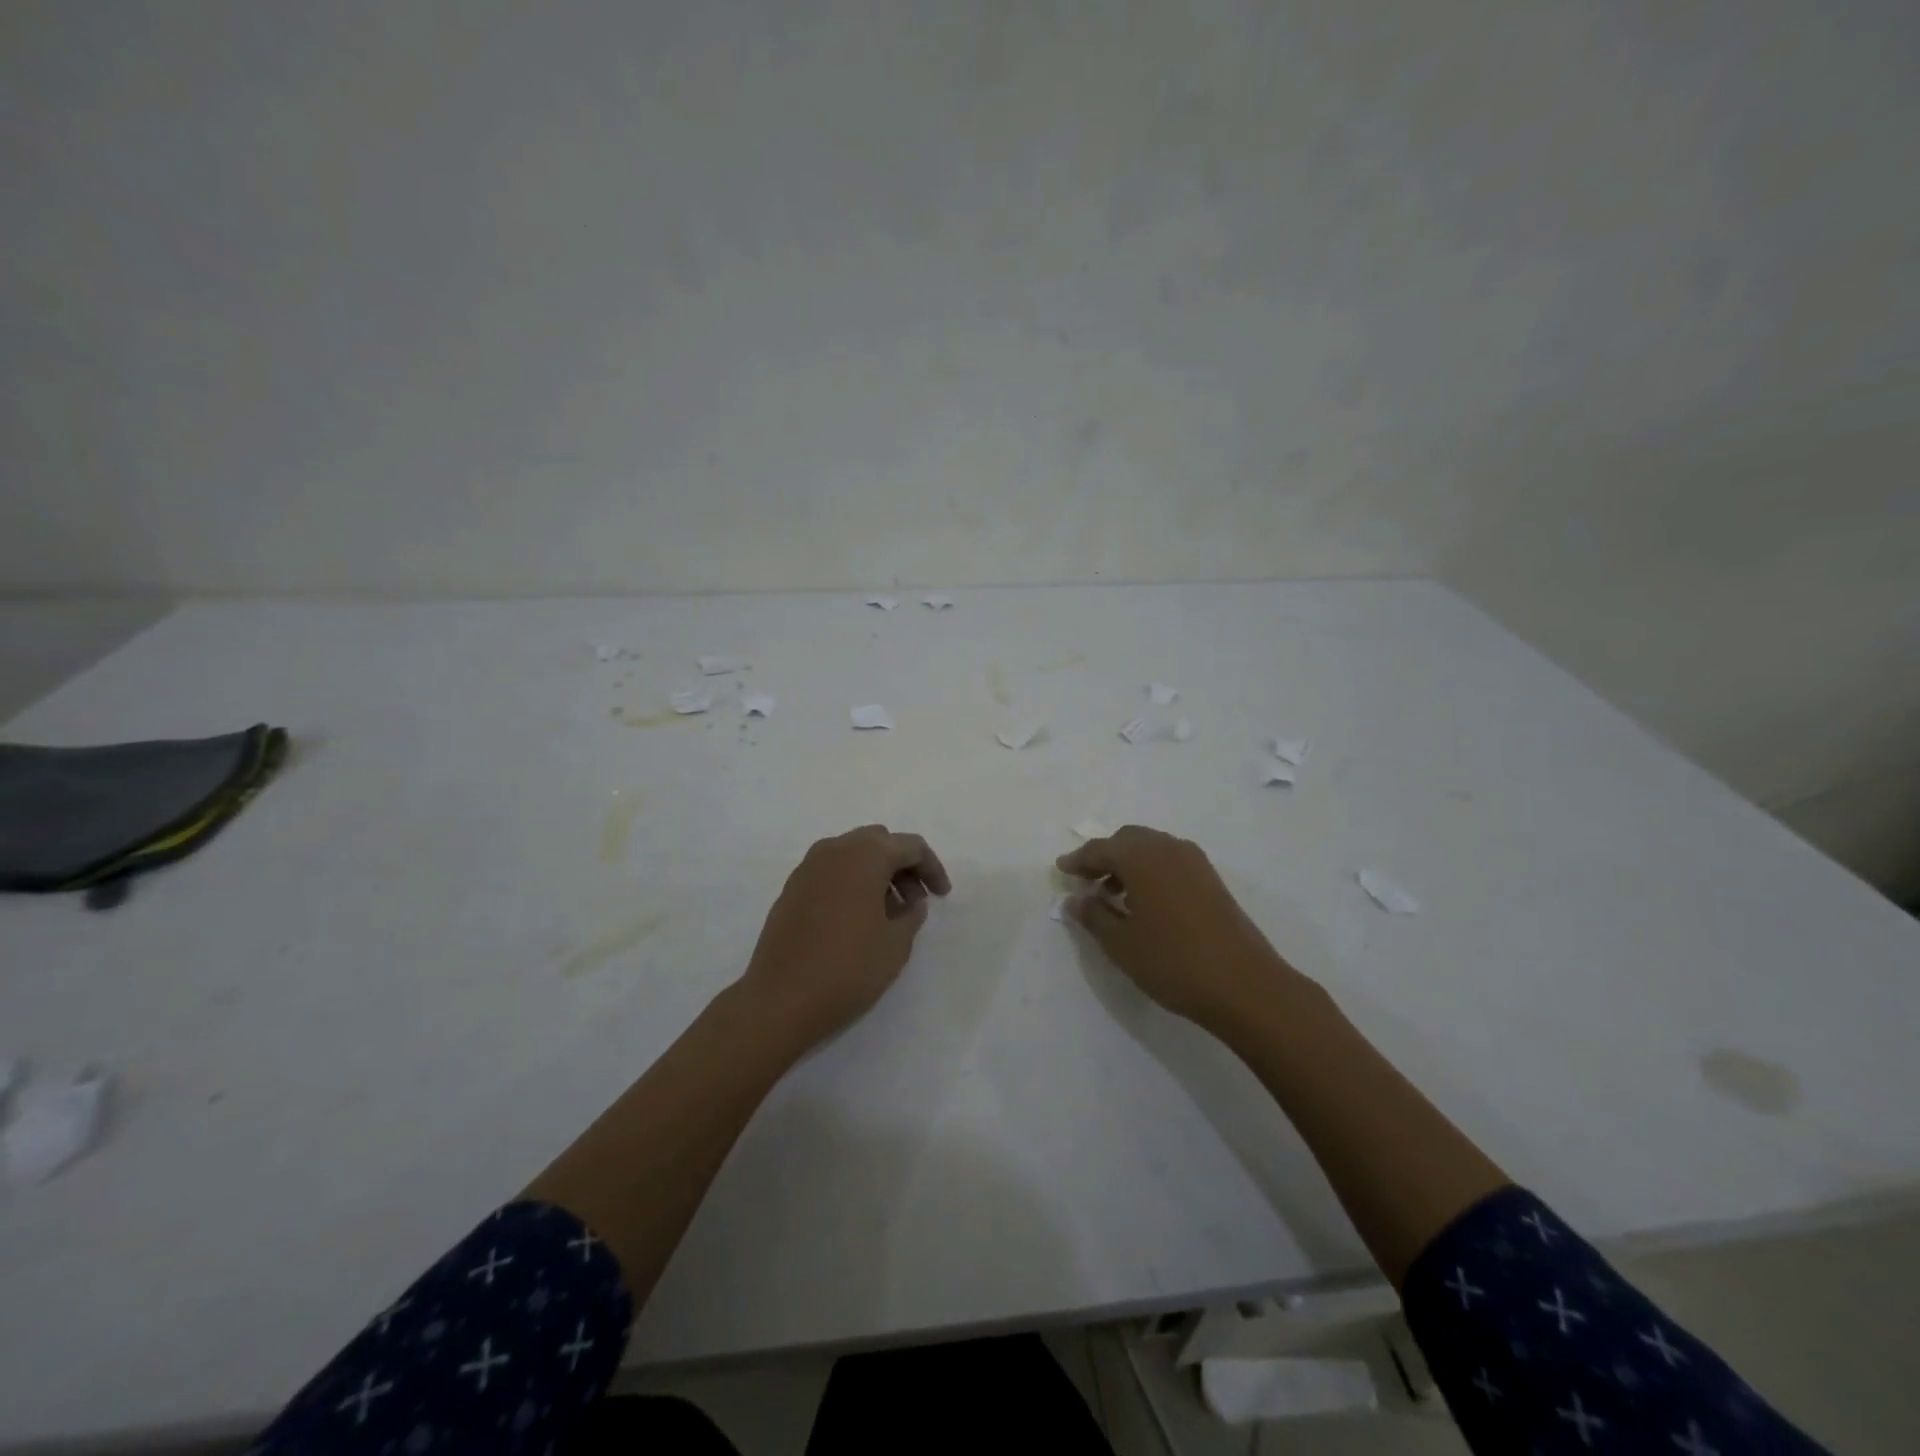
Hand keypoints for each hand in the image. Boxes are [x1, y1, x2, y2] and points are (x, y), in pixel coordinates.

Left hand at [738, 824, 951, 1048]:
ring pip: (853, 854)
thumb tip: (910, 901)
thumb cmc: (848, 968)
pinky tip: (858, 918)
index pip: (910, 846)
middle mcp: (834, 849)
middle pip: (880, 842)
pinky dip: (852, 883)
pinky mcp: (792, 888)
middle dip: (903, 866)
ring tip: (889, 914)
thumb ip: (912, 914)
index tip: (943, 896)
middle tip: (916, 901)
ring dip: (877, 873)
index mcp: (865, 854)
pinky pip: (832, 872)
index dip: (932, 868)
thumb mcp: (896, 943)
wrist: (780, 1000)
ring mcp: (808, 867)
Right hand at [1056, 825, 1296, 1030]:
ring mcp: (1195, 862)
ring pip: (1152, 848)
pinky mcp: (1211, 880)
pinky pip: (1171, 861)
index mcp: (1142, 857)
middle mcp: (1168, 849)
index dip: (1078, 860)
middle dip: (1104, 856)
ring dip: (1128, 863)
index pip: (1101, 848)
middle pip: (1128, 840)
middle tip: (1086, 882)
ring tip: (1113, 895)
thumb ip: (1093, 916)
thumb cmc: (1173, 962)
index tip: (1061, 870)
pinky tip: (1146, 902)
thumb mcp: (1121, 944)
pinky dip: (1151, 871)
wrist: (1245, 985)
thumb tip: (1074, 900)